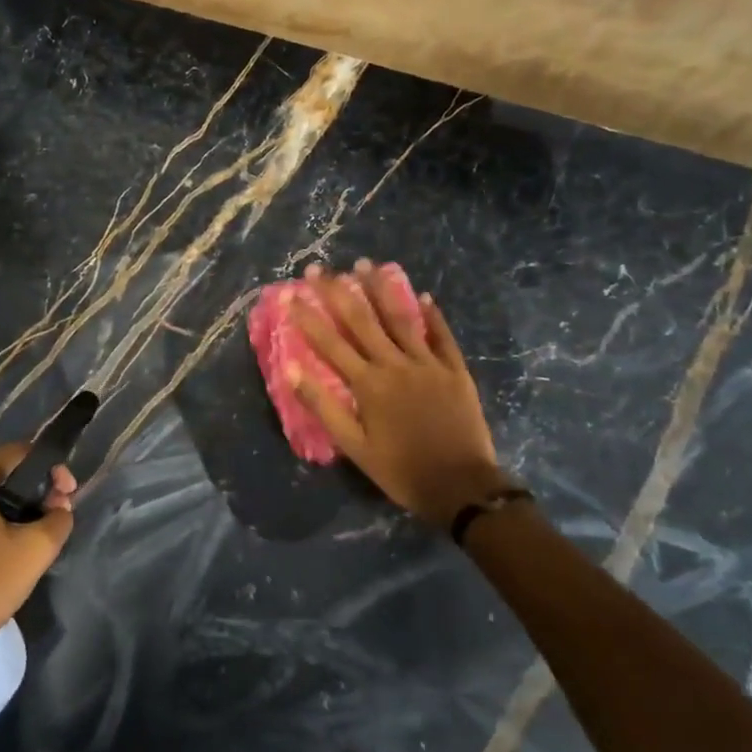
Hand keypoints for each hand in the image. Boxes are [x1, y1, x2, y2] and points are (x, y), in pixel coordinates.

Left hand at [0, 444, 75, 665]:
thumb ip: (58, 521)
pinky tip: (6, 555)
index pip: (19, 455)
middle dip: (34, 493)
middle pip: (1, 477)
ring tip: (36, 539)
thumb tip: (61, 510)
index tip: (69, 496)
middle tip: (57, 517)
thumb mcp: (33, 552)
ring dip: (14, 513)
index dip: (51, 471)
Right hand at [289, 261, 503, 526]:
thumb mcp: (354, 446)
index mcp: (368, 384)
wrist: (461, 487)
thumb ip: (323, 406)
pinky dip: (432, 315)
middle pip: (362, 321)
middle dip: (338, 292)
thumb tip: (292, 371)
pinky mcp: (455, 371)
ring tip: (365, 264)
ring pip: (401, 319)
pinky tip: (423, 296)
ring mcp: (428, 364)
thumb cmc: (400, 470)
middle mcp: (396, 365)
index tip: (289, 293)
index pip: (330, 343)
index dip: (308, 317)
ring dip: (381, 290)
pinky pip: (442, 337)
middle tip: (319, 268)